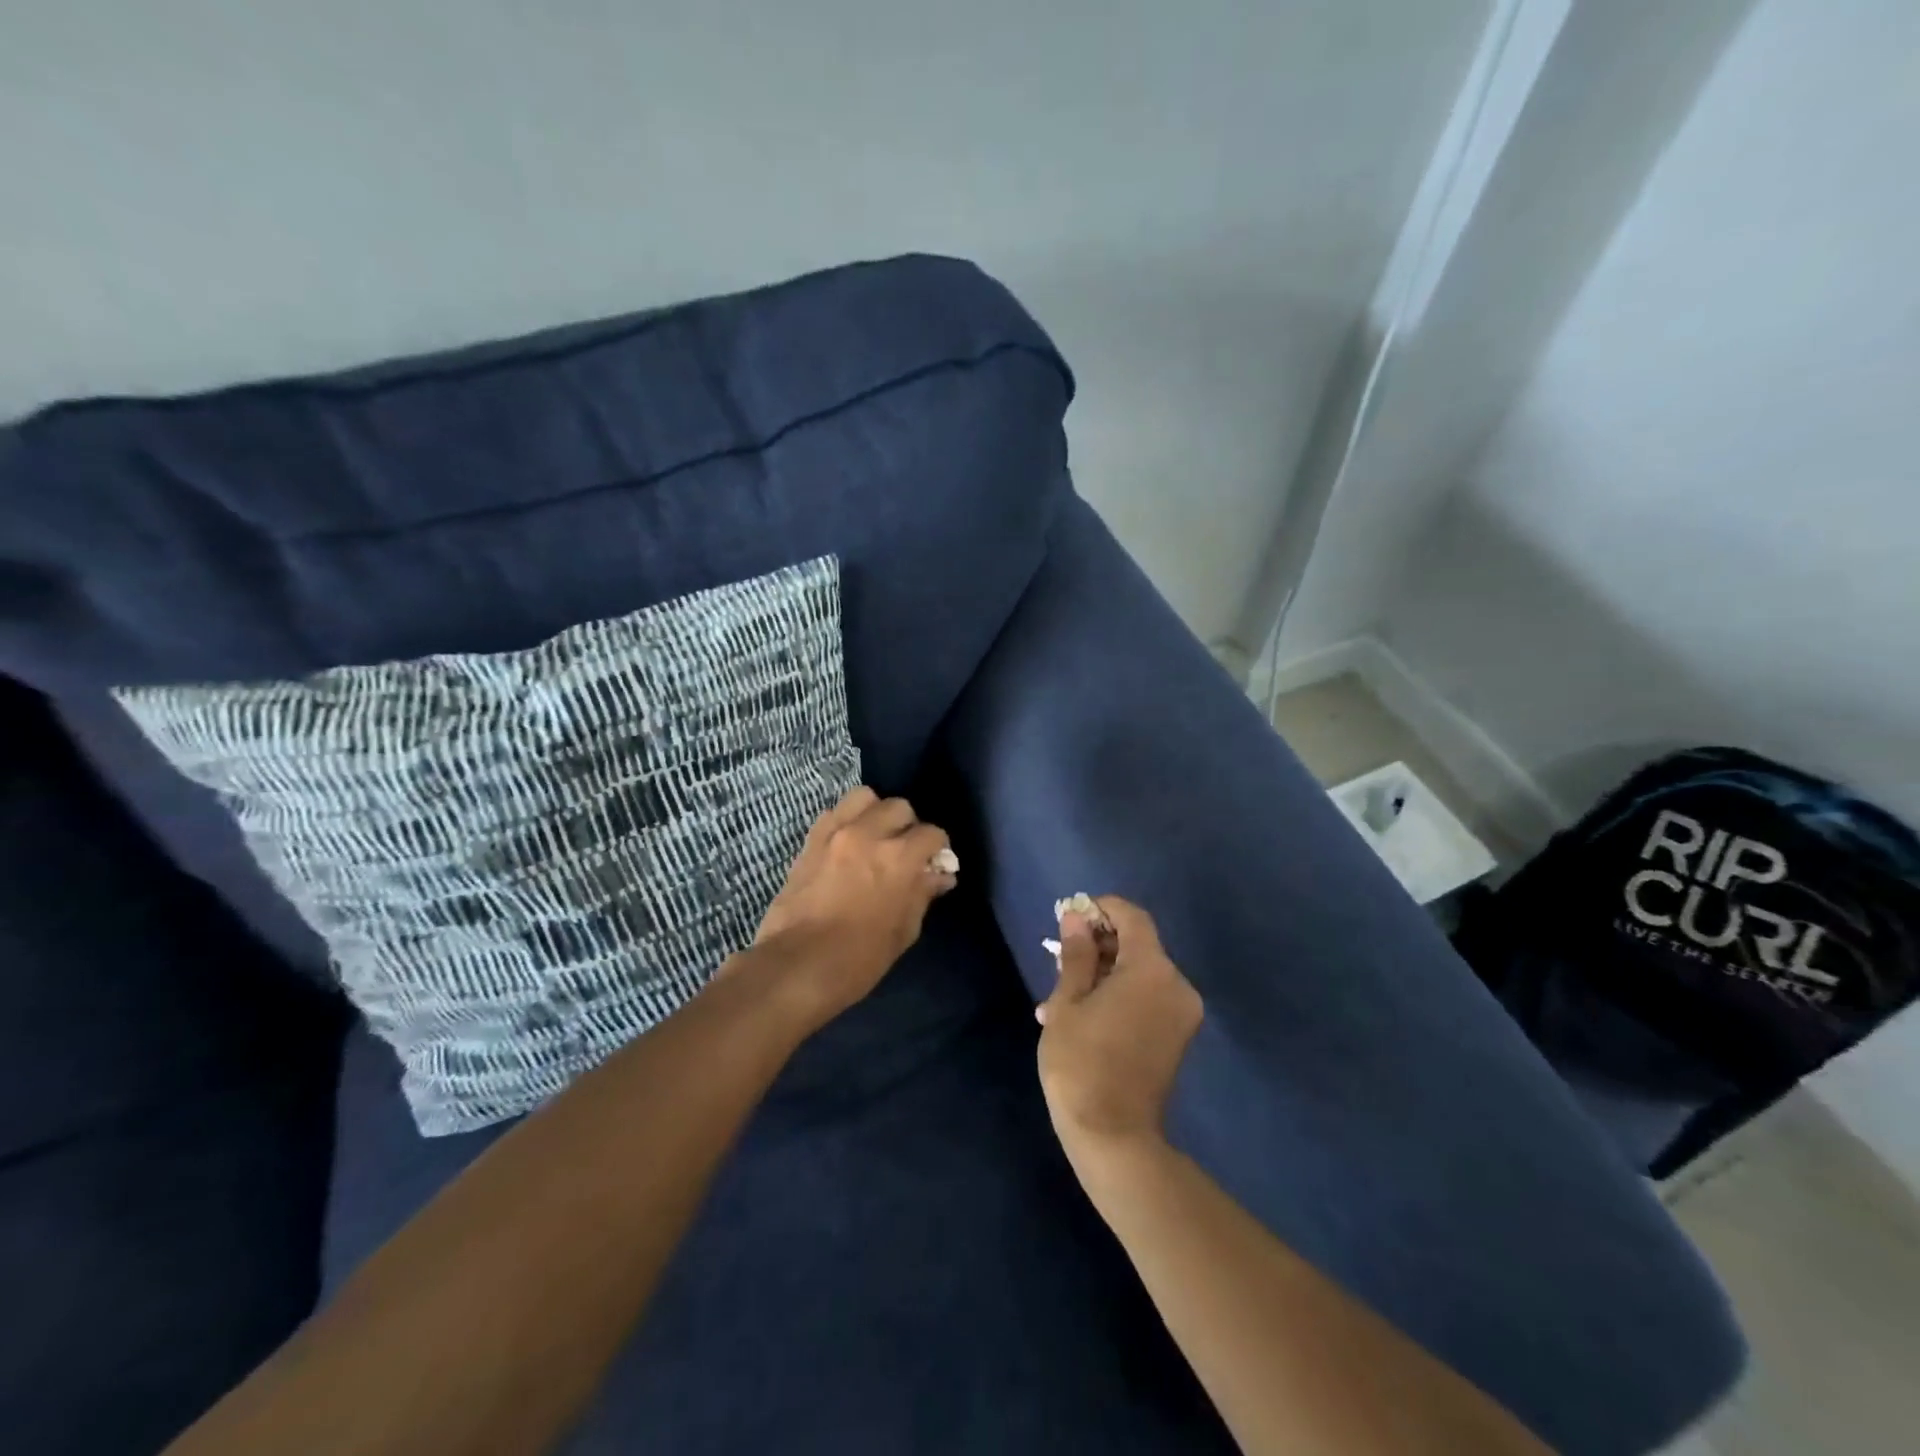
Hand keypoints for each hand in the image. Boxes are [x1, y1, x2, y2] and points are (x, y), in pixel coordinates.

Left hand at [748, 787, 956, 1024]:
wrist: (798, 965)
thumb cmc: (860, 958)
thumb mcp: (904, 931)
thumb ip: (922, 894)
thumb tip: (939, 876)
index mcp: (899, 858)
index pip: (932, 833)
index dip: (937, 849)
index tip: (933, 863)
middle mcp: (869, 834)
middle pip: (900, 807)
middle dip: (908, 826)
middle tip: (903, 850)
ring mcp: (836, 832)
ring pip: (865, 797)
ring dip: (875, 812)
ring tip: (874, 836)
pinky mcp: (810, 840)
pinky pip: (834, 812)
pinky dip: (846, 820)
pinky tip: (846, 843)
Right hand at [1036, 897, 1202, 1159]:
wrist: (1114, 1138)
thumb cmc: (1082, 1062)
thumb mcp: (1068, 1002)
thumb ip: (1076, 954)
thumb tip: (1076, 917)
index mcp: (1151, 969)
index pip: (1132, 917)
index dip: (1102, 909)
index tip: (1071, 916)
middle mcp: (1176, 984)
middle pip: (1138, 945)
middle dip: (1099, 945)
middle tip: (1059, 959)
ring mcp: (1182, 1013)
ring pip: (1140, 974)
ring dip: (1104, 975)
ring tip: (1060, 998)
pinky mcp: (1178, 1037)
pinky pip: (1148, 999)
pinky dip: (1119, 996)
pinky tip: (1083, 1016)